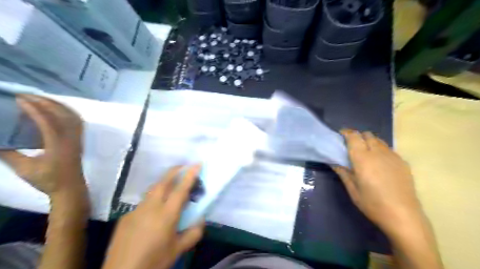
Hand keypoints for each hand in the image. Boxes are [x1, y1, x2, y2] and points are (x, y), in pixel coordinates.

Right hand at [0, 94, 86, 208]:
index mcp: (57, 144)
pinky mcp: (79, 140)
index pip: (48, 121)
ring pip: (73, 117)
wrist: (70, 188)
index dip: (35, 108)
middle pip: (63, 115)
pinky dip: (67, 112)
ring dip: (59, 106)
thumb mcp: (24, 168)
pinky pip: (77, 122)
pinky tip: (57, 110)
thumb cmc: (48, 179)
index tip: (21, 98)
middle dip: (47, 102)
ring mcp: (78, 139)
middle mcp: (71, 138)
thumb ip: (8, 154)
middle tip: (28, 95)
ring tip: (41, 99)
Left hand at [103, 165, 203, 268]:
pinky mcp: (126, 217)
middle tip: (183, 166)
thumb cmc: (153, 262)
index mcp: (166, 215)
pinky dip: (153, 200)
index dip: (190, 175)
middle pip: (163, 182)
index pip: (180, 190)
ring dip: (164, 183)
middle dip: (174, 171)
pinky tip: (154, 213)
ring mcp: (136, 211)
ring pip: (152, 190)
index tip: (197, 163)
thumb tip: (201, 220)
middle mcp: (151, 208)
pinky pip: (144, 203)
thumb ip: (193, 233)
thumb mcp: (178, 250)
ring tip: (171, 186)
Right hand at [333, 129, 420, 233]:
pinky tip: (378, 162)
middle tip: (351, 146)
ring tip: (364, 152)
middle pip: (367, 135)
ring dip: (369, 141)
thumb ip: (343, 172)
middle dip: (357, 136)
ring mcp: (392, 156)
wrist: (403, 216)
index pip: (354, 136)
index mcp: (363, 158)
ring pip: (378, 140)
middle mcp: (378, 152)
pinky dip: (379, 149)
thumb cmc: (372, 204)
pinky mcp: (402, 162)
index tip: (340, 135)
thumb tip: (333, 162)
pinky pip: (388, 148)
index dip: (346, 133)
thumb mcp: (352, 190)